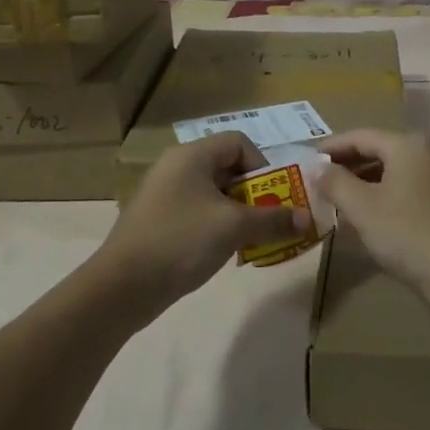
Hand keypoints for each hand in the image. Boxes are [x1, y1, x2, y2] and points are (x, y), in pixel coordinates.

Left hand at [95, 133, 308, 312]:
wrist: (122, 287)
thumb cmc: (181, 241)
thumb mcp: (234, 227)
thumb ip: (274, 219)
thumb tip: (307, 219)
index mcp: (191, 155)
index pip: (238, 143)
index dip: (263, 165)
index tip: (274, 196)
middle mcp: (175, 167)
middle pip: (227, 168)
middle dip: (254, 193)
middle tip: (269, 220)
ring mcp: (163, 194)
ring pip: (213, 193)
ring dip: (237, 213)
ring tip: (250, 239)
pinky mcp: (156, 220)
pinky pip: (197, 212)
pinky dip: (216, 226)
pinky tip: (222, 252)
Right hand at [315, 129, 429, 308]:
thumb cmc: (409, 234)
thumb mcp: (362, 208)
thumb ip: (336, 183)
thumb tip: (319, 169)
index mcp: (410, 144)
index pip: (362, 136)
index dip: (333, 147)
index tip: (310, 160)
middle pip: (384, 150)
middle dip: (353, 165)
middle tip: (325, 182)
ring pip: (402, 170)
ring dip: (373, 181)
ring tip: (348, 200)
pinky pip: (419, 187)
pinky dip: (395, 194)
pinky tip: (382, 216)